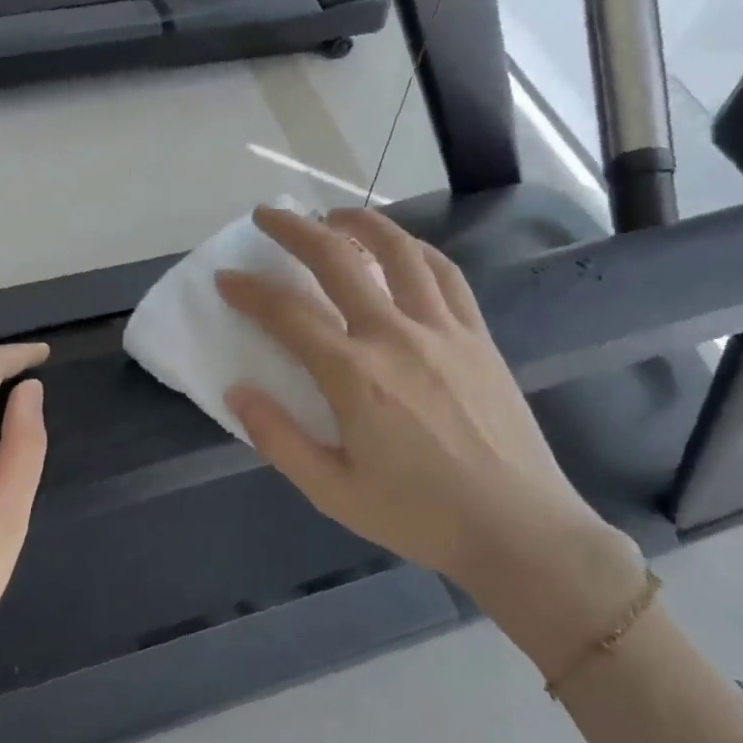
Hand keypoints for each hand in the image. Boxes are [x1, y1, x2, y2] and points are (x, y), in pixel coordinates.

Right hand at [217, 206, 645, 666]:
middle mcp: (396, 336)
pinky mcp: (477, 335)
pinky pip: (445, 273)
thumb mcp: (333, 492)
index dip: (249, 291)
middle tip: (268, 215)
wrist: (516, 527)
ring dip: (360, 222)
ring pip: (399, 251)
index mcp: (354, 376)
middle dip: (295, 230)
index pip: (287, 314)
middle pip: (338, 261)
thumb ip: (279, 439)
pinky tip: (402, 249)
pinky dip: (415, 249)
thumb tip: (237, 392)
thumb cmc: (418, 516)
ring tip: (334, 215)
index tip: (226, 278)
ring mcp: (443, 329)